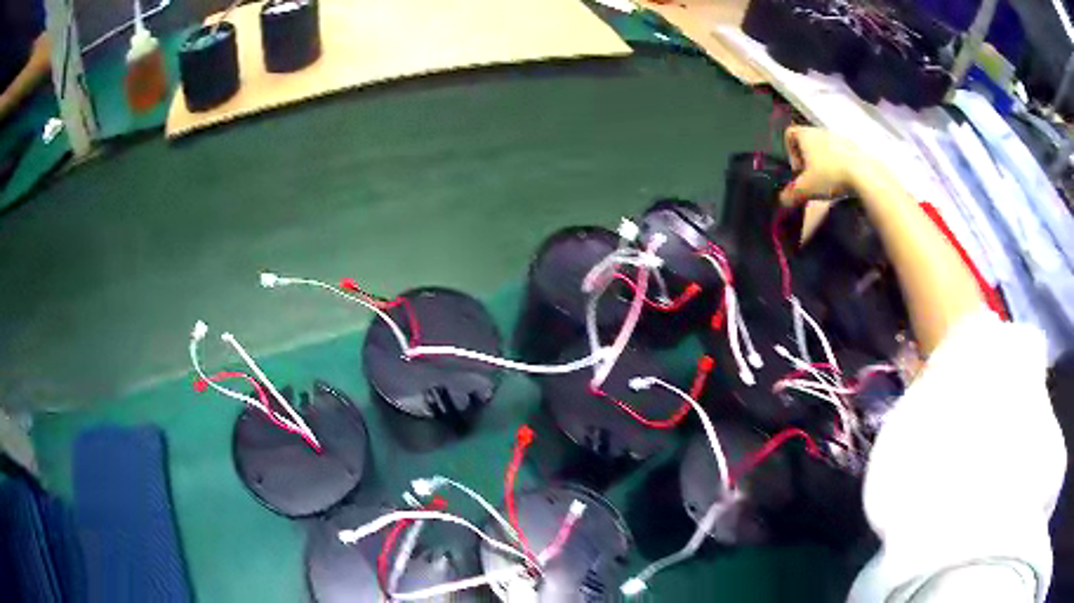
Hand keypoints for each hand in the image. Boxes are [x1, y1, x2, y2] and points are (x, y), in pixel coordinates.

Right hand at [779, 126, 866, 205]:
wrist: (864, 174)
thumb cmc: (829, 175)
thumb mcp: (806, 189)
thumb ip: (791, 194)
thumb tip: (782, 200)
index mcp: (806, 135)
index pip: (789, 133)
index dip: (789, 151)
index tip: (798, 169)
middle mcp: (821, 130)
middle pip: (808, 141)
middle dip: (808, 158)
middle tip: (812, 178)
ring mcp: (839, 137)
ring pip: (825, 146)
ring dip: (824, 161)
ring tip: (829, 181)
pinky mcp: (855, 146)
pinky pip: (841, 153)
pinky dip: (839, 164)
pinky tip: (844, 180)